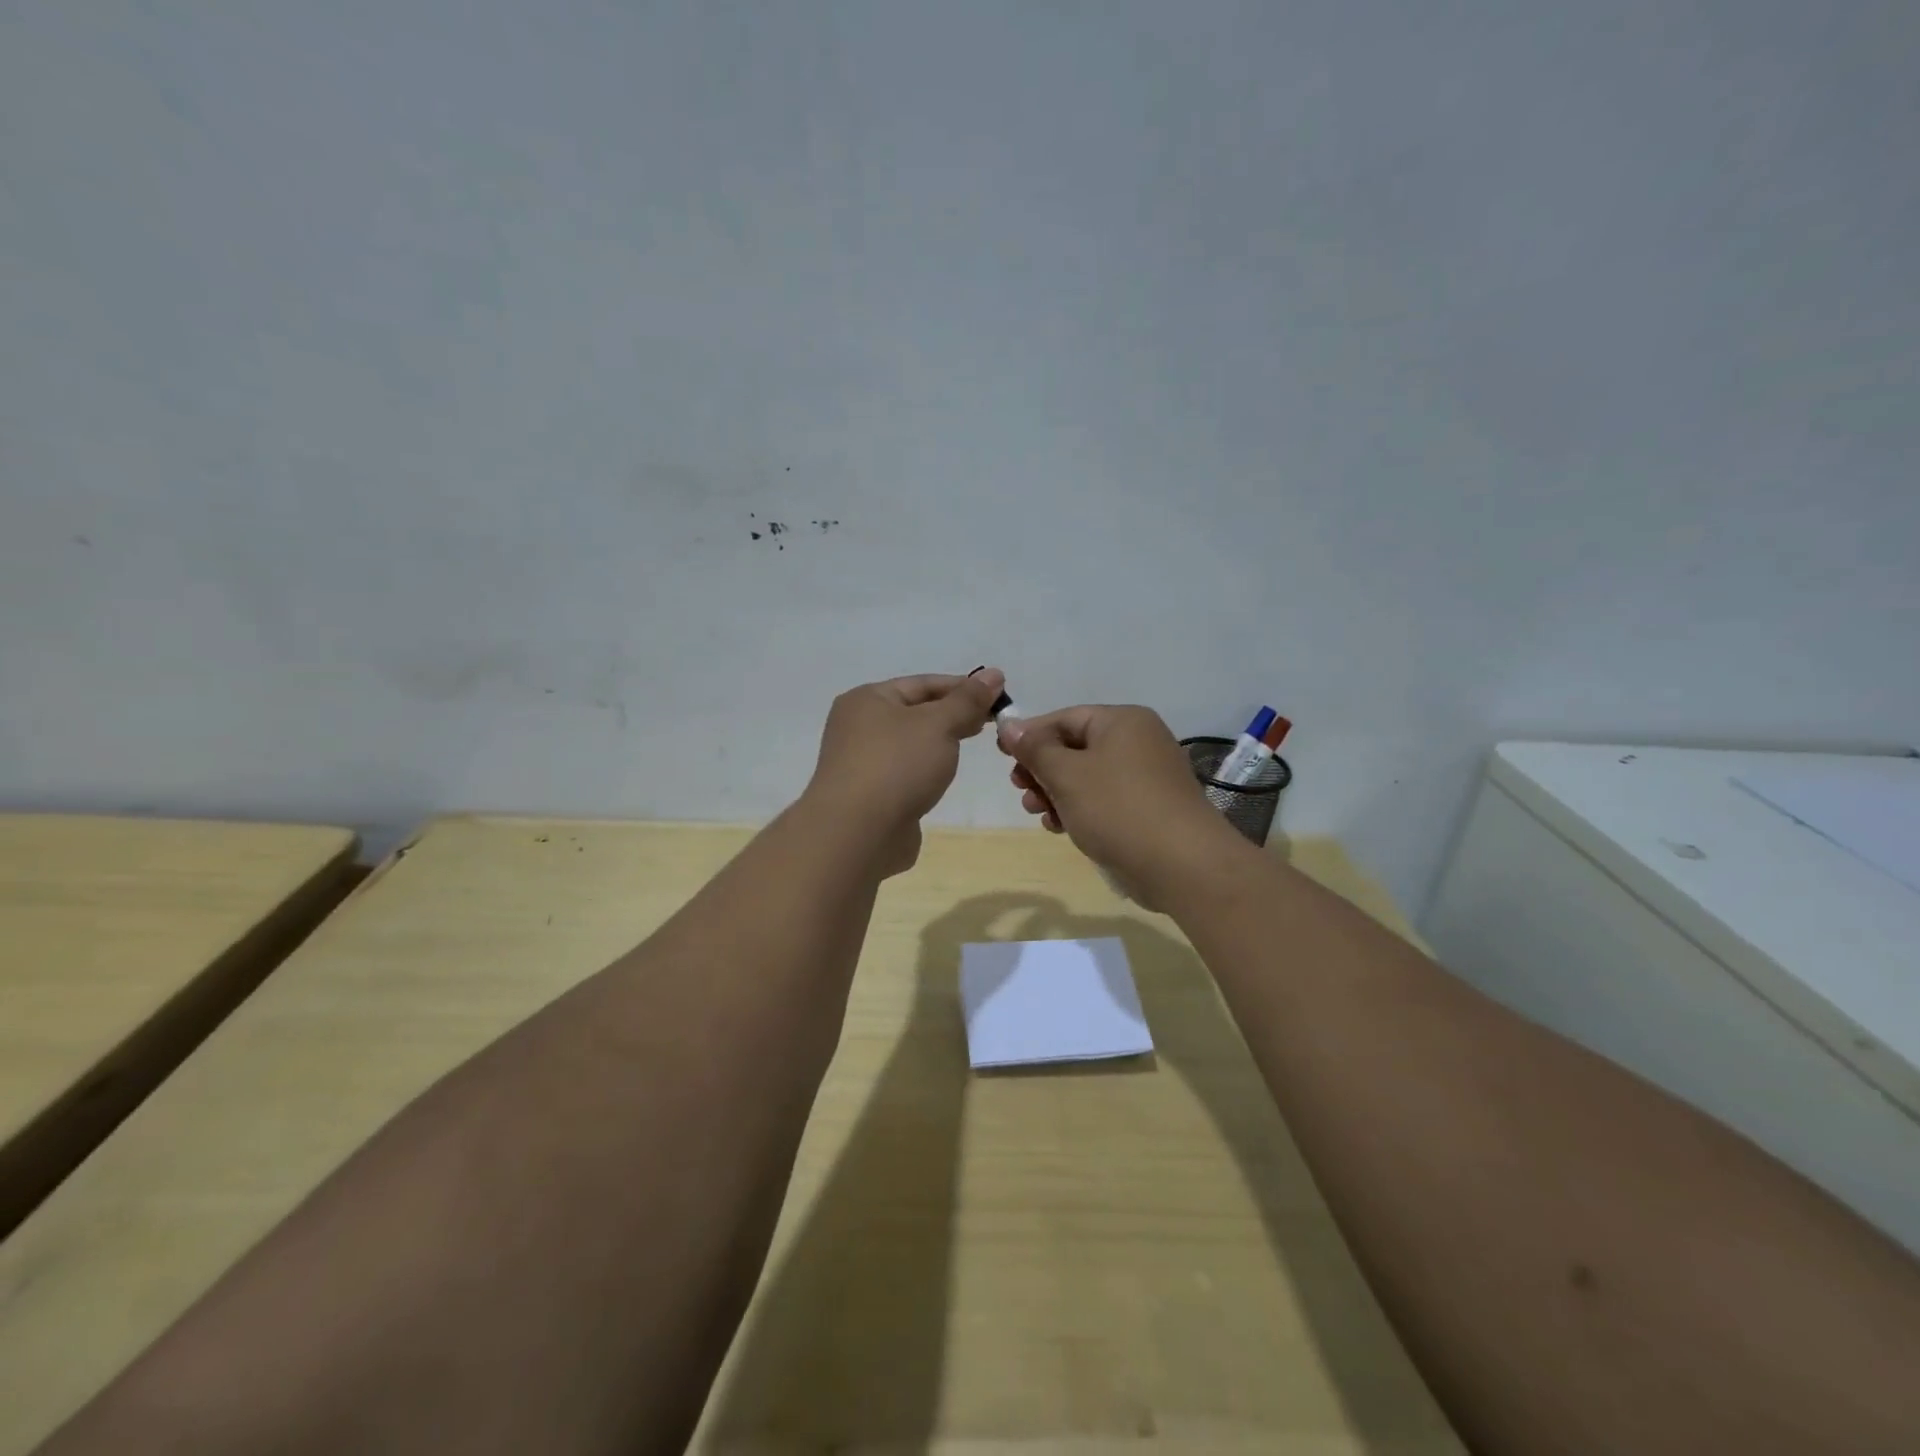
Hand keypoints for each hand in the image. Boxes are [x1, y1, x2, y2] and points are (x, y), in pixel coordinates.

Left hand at [803, 669, 1004, 873]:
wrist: (857, 834)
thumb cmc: (897, 766)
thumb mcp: (938, 724)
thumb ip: (967, 700)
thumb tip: (994, 675)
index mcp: (867, 699)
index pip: (923, 683)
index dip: (962, 687)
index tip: (999, 695)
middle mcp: (858, 726)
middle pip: (915, 712)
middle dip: (953, 715)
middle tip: (992, 723)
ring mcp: (861, 763)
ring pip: (911, 744)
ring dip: (940, 743)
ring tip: (971, 746)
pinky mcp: (870, 795)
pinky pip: (905, 772)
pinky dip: (926, 770)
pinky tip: (944, 777)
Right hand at [999, 705, 1247, 904]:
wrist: (1182, 865)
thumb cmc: (1118, 808)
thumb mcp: (1066, 774)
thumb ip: (1034, 748)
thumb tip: (1009, 724)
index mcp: (1122, 722)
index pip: (1064, 718)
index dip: (1030, 735)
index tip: (1001, 755)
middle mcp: (1138, 742)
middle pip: (1075, 747)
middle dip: (1042, 769)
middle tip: (1019, 789)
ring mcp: (1146, 777)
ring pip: (1087, 777)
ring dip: (1056, 792)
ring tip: (1037, 812)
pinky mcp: (1148, 809)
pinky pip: (1104, 800)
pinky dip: (1079, 809)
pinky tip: (1060, 827)